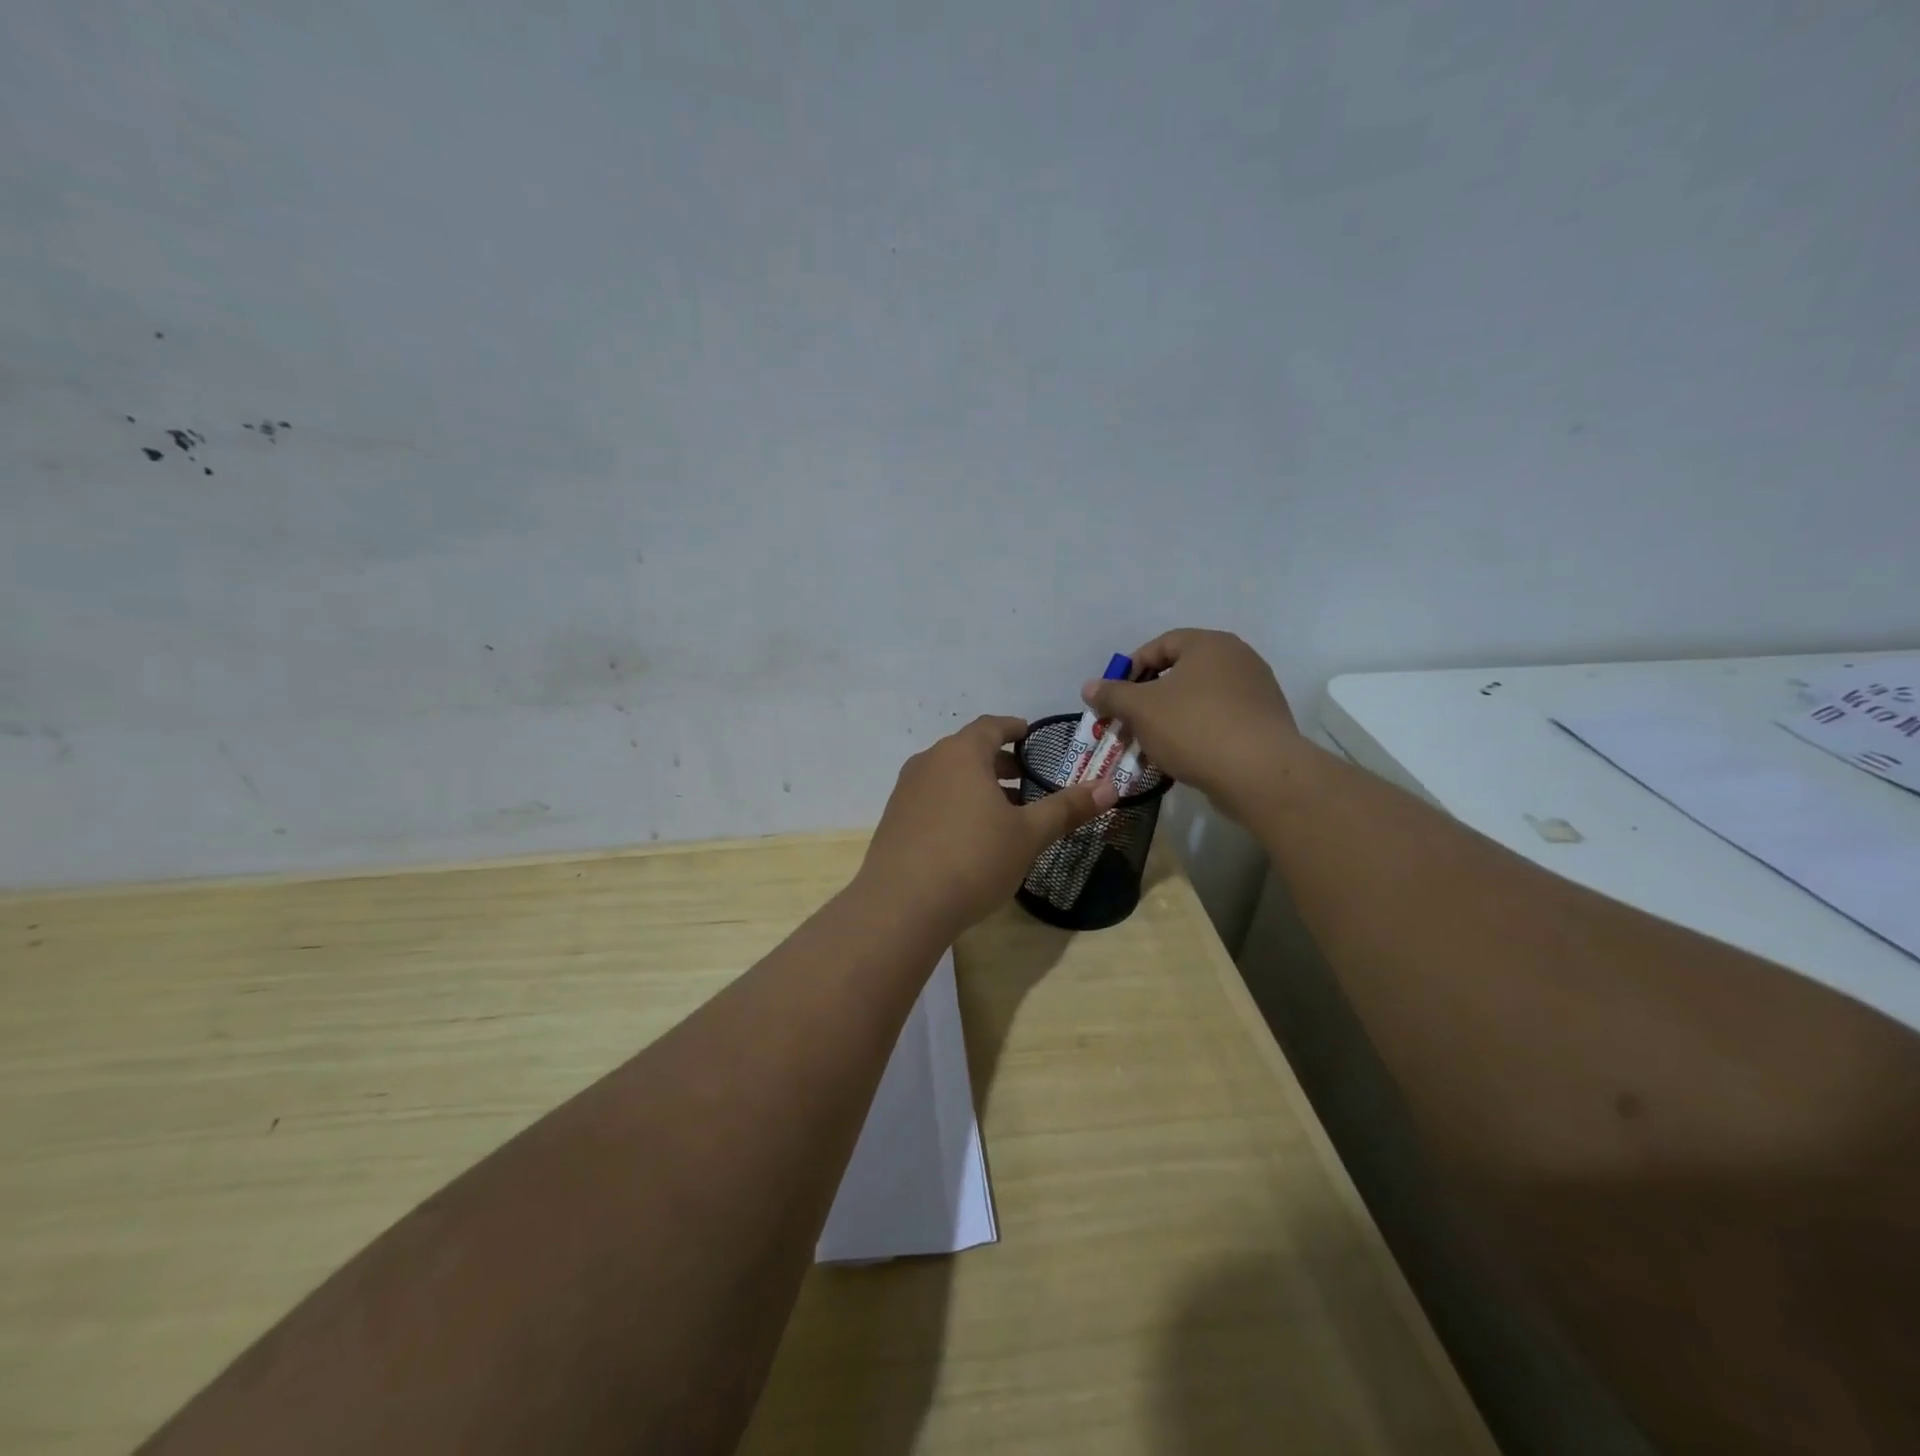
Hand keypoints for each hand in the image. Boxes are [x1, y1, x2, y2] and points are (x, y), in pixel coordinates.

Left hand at [857, 715, 1116, 939]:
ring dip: (976, 785)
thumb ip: (1067, 808)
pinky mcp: (894, 820)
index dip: (1013, 728)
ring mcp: (906, 791)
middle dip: (998, 761)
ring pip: (948, 776)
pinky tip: (968, 836)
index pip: (990, 726)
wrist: (902, 905)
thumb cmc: (973, 859)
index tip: (1029, 734)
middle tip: (1025, 777)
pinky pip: (931, 799)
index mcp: (961, 753)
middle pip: (968, 750)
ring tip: (1002, 810)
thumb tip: (1110, 787)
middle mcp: (928, 763)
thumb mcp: (1028, 835)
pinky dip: (954, 804)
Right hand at [1081, 629, 1298, 821]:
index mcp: (1210, 644)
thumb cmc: (1194, 728)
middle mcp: (1238, 659)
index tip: (1114, 698)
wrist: (1260, 774)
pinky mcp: (1264, 723)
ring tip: (1150, 745)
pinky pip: (1219, 720)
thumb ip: (1112, 694)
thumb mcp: (1141, 709)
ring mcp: (1256, 691)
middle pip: (1180, 673)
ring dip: (1169, 718)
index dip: (1130, 669)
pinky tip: (1181, 757)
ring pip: (1198, 699)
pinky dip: (1195, 733)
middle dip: (1148, 699)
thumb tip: (1089, 687)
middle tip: (1128, 723)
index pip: (1160, 645)